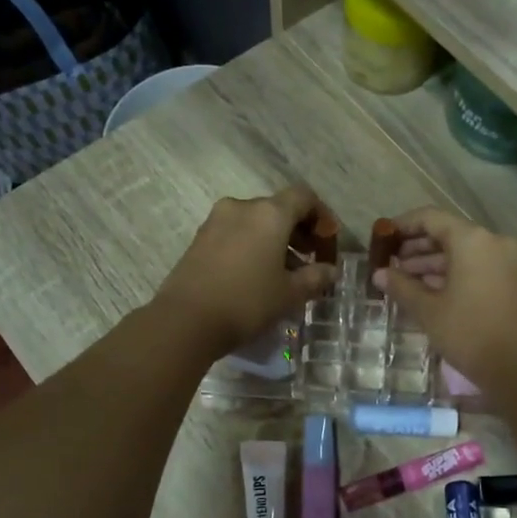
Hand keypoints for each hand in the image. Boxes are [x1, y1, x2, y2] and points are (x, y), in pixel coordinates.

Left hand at [153, 186, 338, 354]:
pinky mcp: (199, 239)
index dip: (322, 217)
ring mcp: (216, 221)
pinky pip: (235, 234)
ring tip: (283, 274)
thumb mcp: (290, 294)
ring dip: (274, 241)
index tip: (327, 243)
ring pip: (255, 222)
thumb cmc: (247, 302)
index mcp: (269, 213)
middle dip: (298, 232)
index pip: (304, 197)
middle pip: (278, 209)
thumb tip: (331, 270)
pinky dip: (252, 247)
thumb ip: (315, 277)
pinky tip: (256, 276)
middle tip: (309, 262)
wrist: (186, 320)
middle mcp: (242, 207)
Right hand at [374, 207, 516, 394]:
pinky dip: (456, 274)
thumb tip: (379, 274)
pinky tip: (434, 292)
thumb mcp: (428, 310)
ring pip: (465, 253)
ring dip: (435, 263)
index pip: (431, 218)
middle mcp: (494, 242)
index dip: (403, 225)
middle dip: (418, 248)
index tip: (383, 239)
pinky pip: (480, 267)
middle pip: (450, 234)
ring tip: (406, 281)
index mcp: (472, 240)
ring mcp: (510, 262)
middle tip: (392, 264)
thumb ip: (401, 287)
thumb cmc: (470, 333)